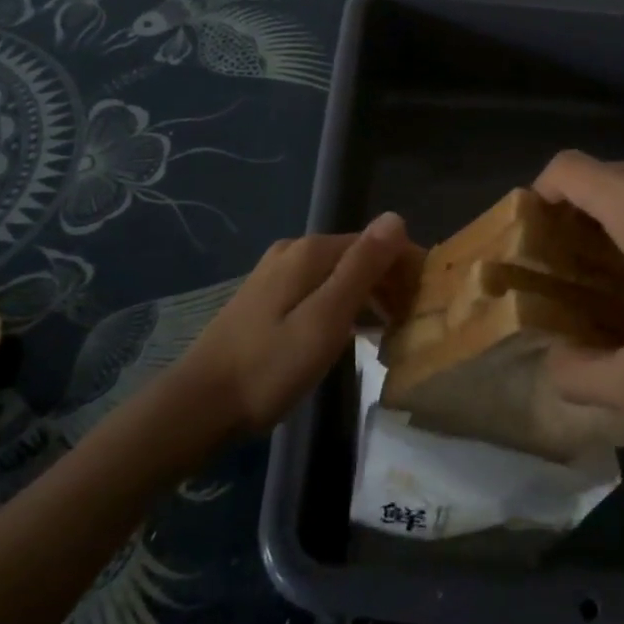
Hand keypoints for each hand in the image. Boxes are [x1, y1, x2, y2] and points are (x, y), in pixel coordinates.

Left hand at [178, 213, 416, 432]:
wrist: (197, 406)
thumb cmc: (269, 367)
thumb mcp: (325, 319)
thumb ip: (362, 268)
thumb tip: (396, 217)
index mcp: (311, 251)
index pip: (377, 243)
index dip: (406, 268)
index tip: (426, 303)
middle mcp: (293, 251)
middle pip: (357, 256)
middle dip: (389, 282)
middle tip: (411, 324)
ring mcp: (275, 273)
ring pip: (338, 274)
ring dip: (368, 296)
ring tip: (390, 332)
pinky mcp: (265, 298)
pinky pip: (319, 289)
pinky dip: (343, 305)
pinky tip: (350, 333)